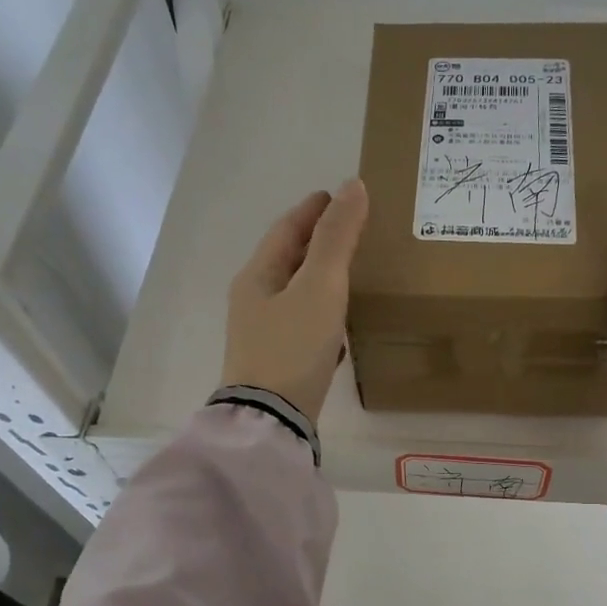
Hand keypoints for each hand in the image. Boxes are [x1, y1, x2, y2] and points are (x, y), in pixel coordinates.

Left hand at [221, 179, 368, 422]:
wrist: (273, 419)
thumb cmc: (293, 346)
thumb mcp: (319, 287)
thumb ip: (336, 238)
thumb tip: (352, 186)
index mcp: (257, 277)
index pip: (285, 230)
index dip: (312, 210)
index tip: (336, 195)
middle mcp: (254, 302)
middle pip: (287, 261)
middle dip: (316, 243)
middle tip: (350, 230)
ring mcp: (263, 335)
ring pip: (295, 294)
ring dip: (320, 279)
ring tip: (351, 272)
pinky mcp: (278, 363)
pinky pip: (303, 326)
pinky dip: (322, 314)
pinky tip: (341, 323)